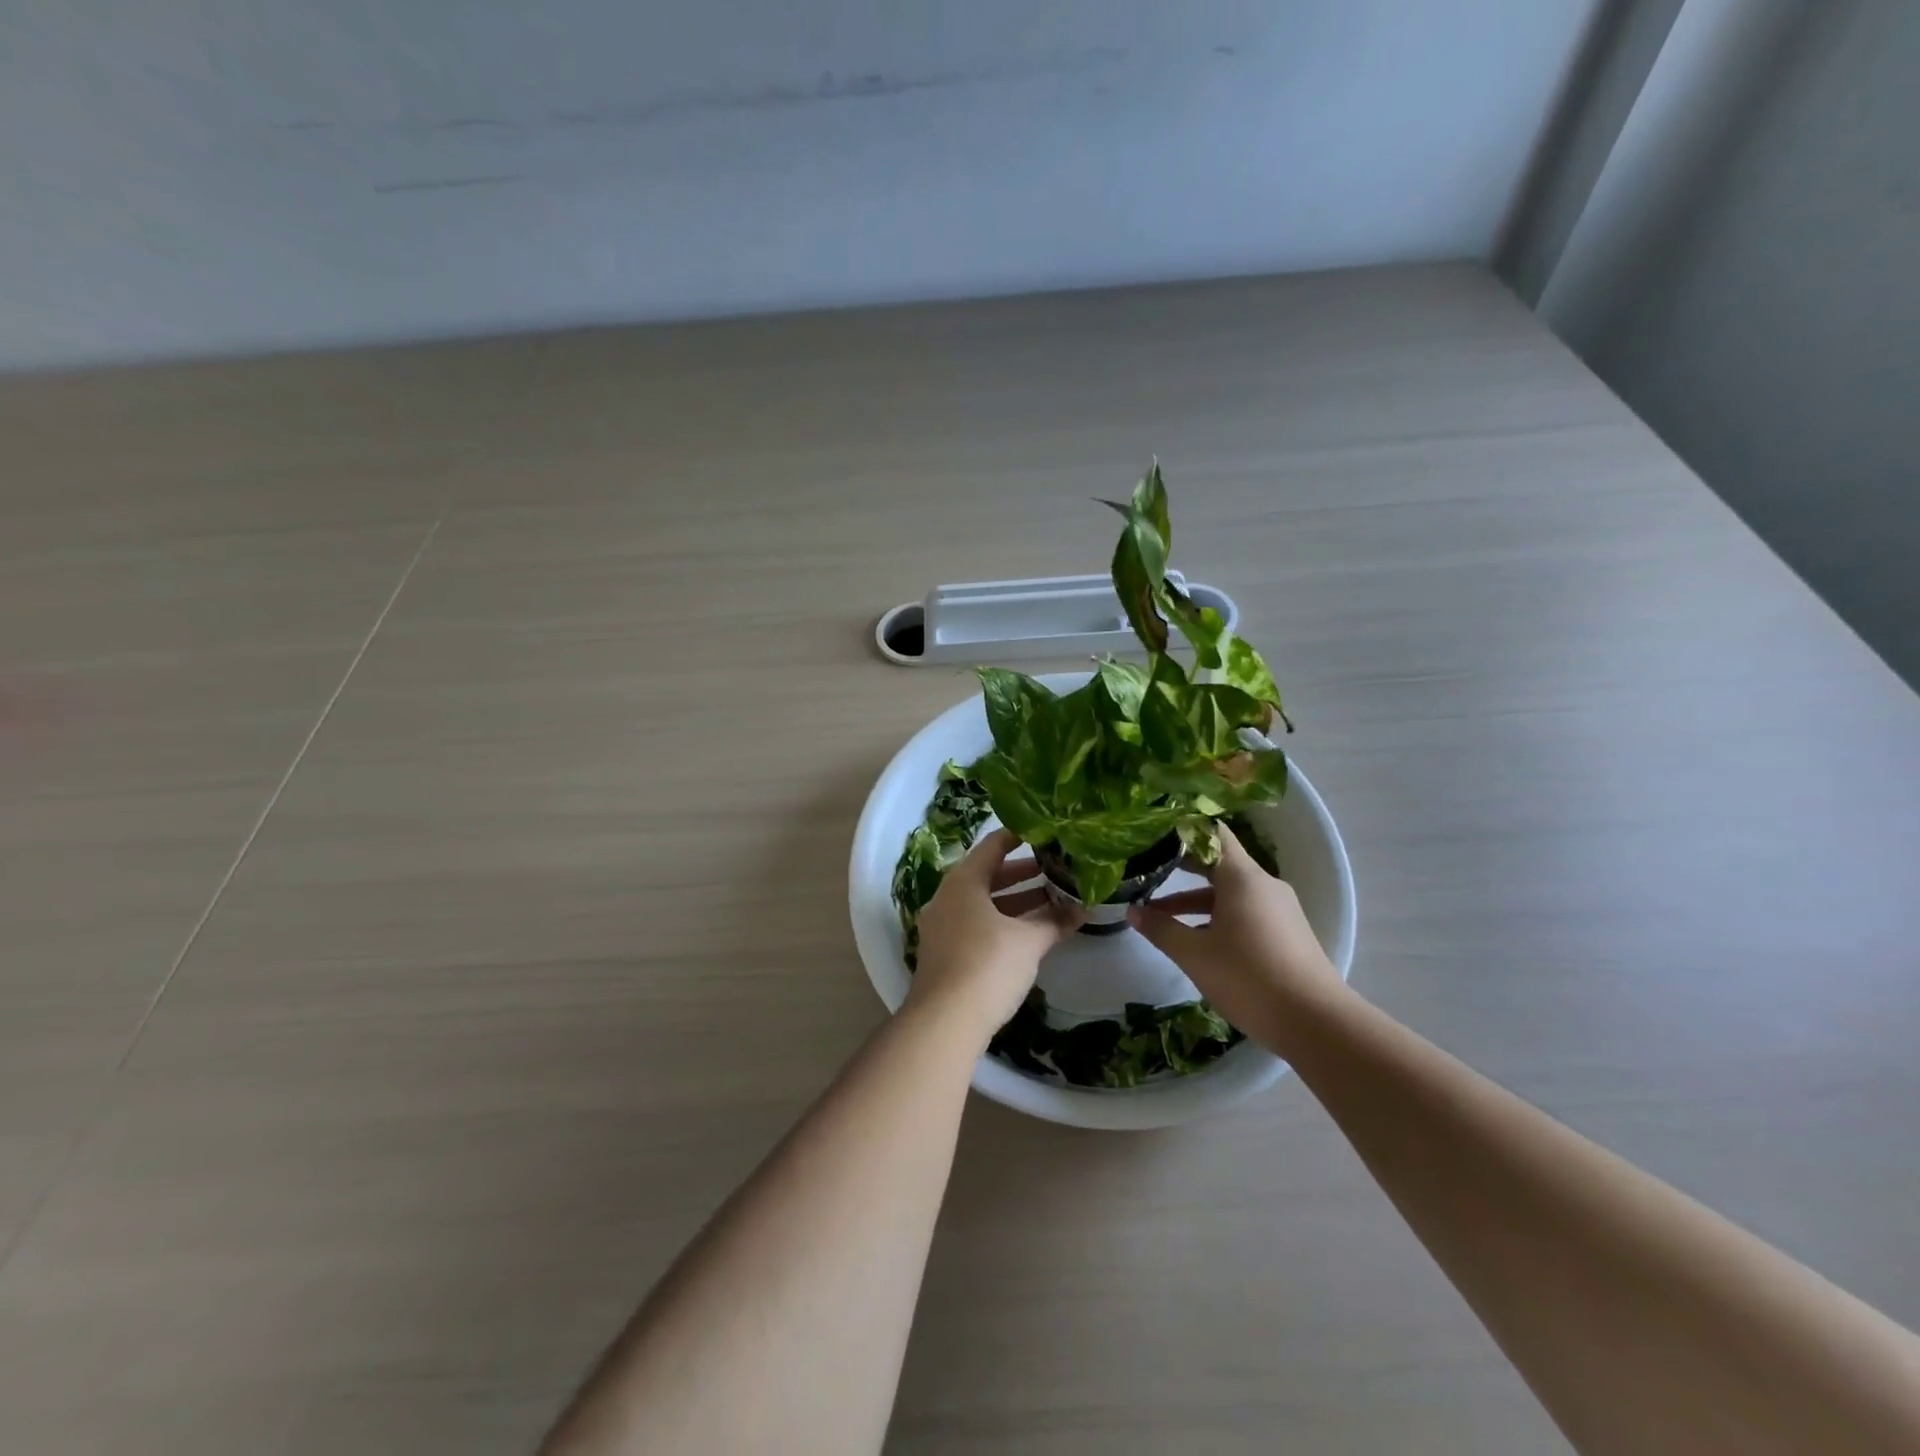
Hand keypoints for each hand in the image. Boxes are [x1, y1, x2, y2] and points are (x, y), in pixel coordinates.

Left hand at [908, 828, 1083, 1043]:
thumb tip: (1085, 909)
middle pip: (987, 875)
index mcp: (963, 881)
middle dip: (1022, 874)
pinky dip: (1002, 922)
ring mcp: (942, 926)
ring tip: (1051, 901)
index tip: (1044, 832)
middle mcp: (947, 897)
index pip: (992, 846)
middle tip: (1055, 870)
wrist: (944, 1021)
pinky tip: (1028, 933)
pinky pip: (976, 924)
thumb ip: (1055, 922)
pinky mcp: (944, 953)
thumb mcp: (1028, 941)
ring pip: (982, 903)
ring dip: (1015, 901)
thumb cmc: (988, 965)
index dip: (1018, 837)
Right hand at [1128, 828, 1346, 1051]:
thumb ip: (1161, 929)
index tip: (1154, 833)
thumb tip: (1132, 911)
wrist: (1317, 1024)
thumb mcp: (1195, 955)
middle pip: (1219, 862)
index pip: (1213, 833)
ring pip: (1230, 892)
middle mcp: (1264, 885)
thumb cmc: (1249, 978)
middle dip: (1182, 866)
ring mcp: (1279, 909)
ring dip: (1195, 899)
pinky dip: (1217, 916)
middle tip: (1146, 868)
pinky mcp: (1286, 933)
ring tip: (1159, 915)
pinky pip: (1245, 911)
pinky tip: (1197, 940)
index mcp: (1243, 877)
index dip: (1183, 830)